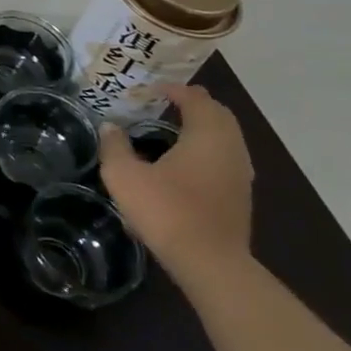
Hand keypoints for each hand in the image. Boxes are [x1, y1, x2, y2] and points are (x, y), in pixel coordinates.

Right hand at [99, 83, 253, 288]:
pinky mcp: (240, 197)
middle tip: (169, 101)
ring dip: (206, 127)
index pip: (197, 100)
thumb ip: (114, 147)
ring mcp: (241, 175)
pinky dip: (210, 148)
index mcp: (207, 136)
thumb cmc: (166, 210)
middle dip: (197, 104)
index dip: (175, 89)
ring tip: (177, 128)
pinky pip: (228, 158)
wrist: (209, 262)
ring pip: (228, 138)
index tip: (153, 88)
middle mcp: (231, 149)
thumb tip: (110, 127)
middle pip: (220, 115)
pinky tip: (188, 162)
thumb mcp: (124, 176)